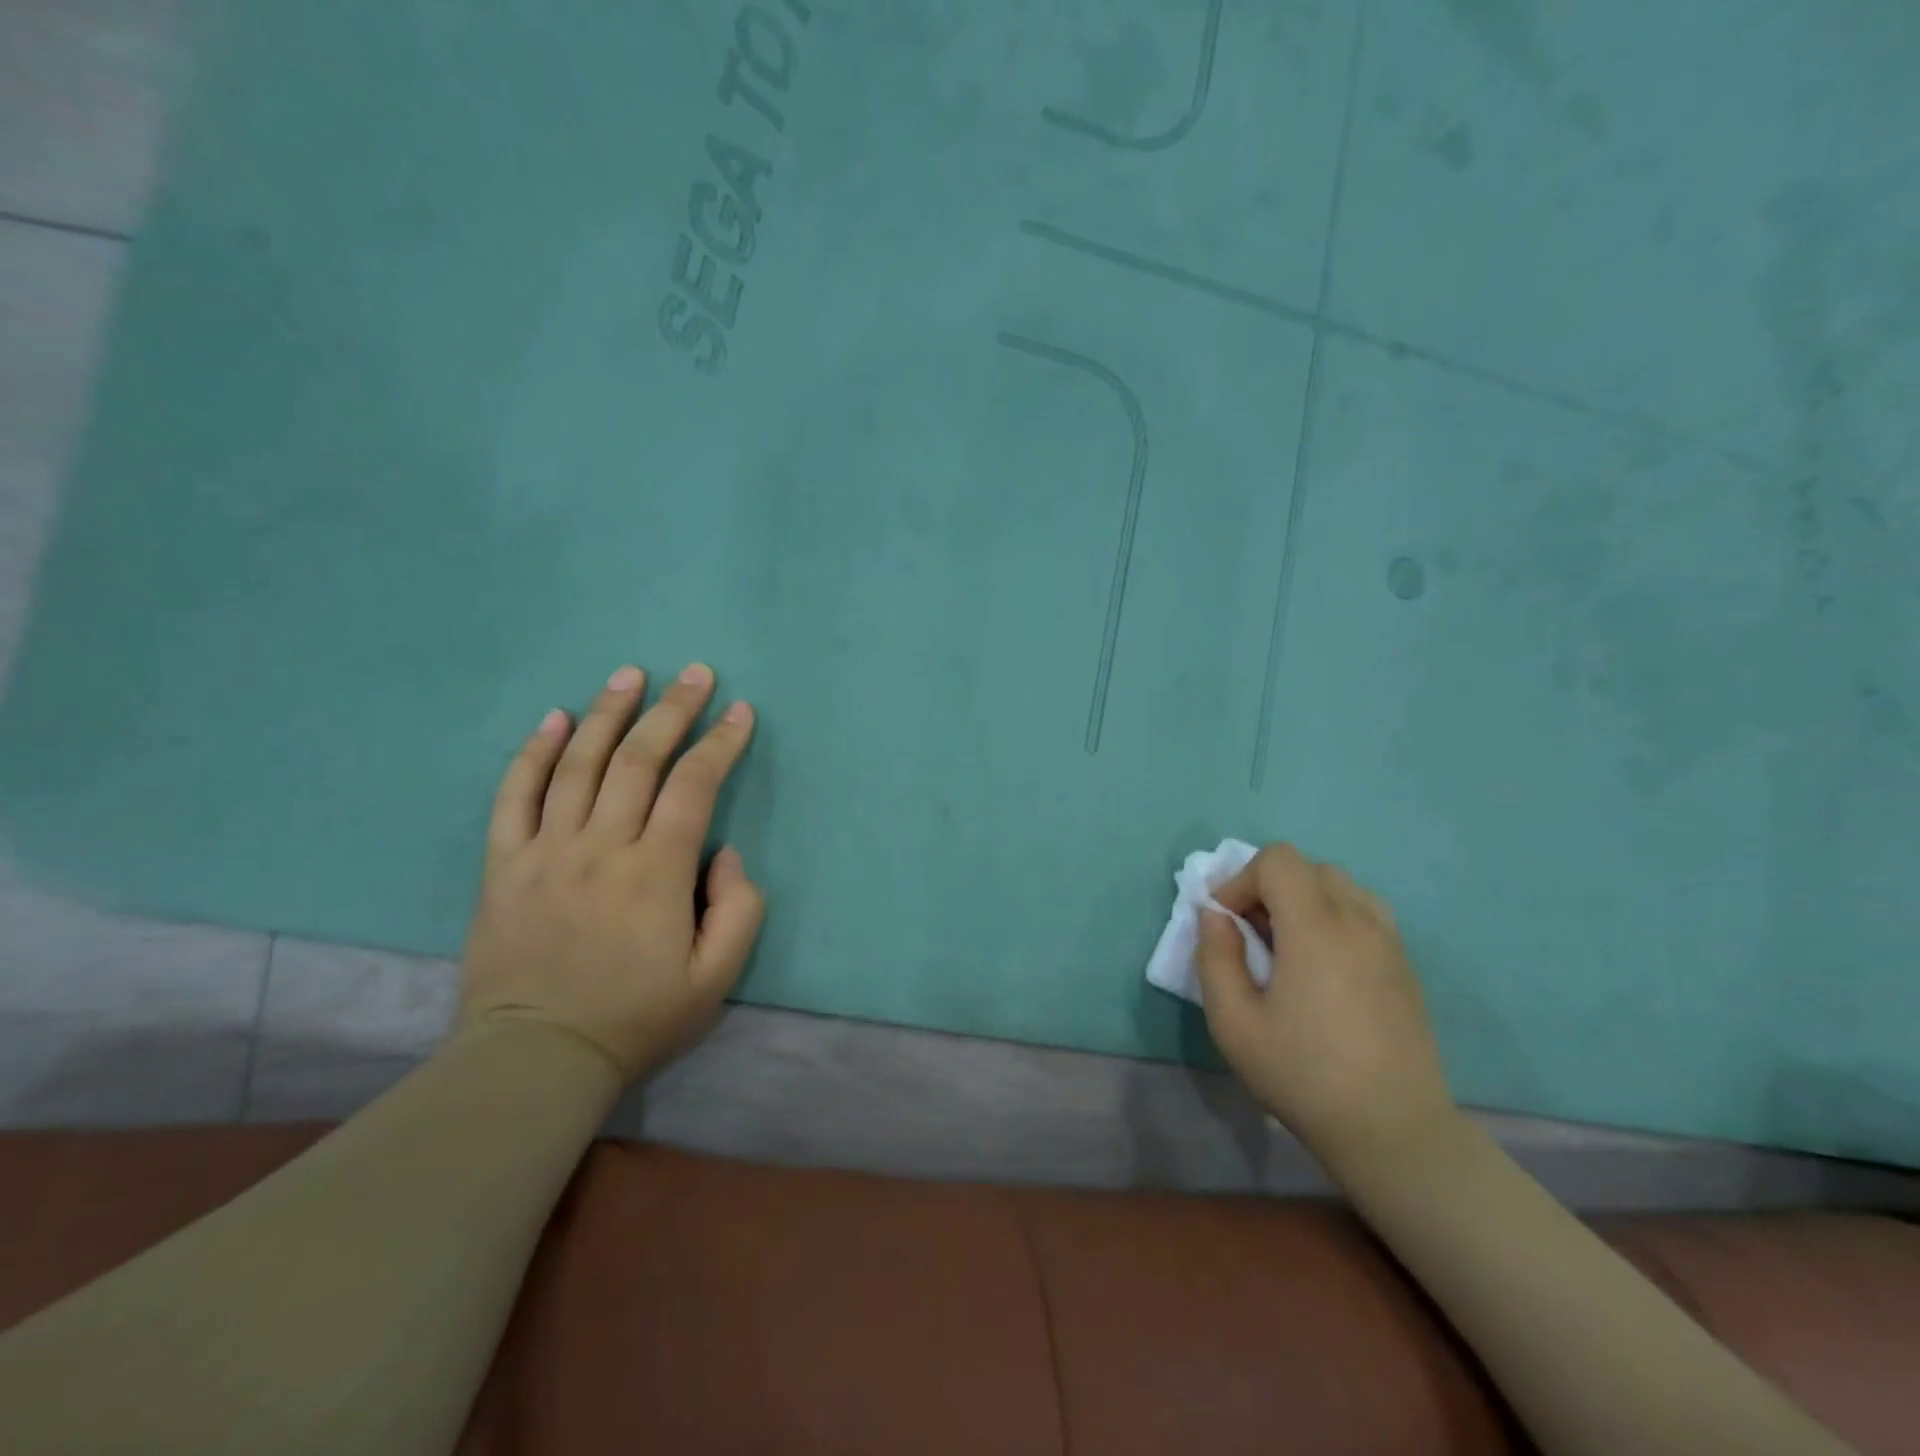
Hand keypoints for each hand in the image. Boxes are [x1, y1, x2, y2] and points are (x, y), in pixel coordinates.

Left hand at [459, 662, 764, 1082]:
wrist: (537, 1058)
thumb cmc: (638, 1017)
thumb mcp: (717, 977)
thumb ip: (739, 909)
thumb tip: (724, 852)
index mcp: (657, 872)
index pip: (694, 786)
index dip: (721, 742)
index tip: (740, 711)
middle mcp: (601, 847)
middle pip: (639, 760)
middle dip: (672, 709)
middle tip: (694, 673)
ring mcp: (546, 851)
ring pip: (578, 764)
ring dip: (608, 713)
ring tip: (629, 674)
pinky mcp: (505, 865)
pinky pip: (514, 796)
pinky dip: (534, 752)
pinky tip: (555, 718)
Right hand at [1195, 843, 1457, 1171]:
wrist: (1394, 1132)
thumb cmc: (1304, 1075)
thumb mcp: (1233, 1024)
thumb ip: (1215, 958)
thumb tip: (1216, 917)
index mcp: (1316, 928)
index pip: (1278, 861)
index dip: (1242, 880)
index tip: (1228, 923)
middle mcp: (1359, 922)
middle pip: (1309, 868)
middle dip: (1270, 888)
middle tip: (1254, 935)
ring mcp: (1389, 943)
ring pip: (1341, 887)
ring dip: (1305, 901)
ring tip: (1288, 948)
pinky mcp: (1405, 967)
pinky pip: (1364, 915)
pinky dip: (1334, 919)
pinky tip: (1322, 969)